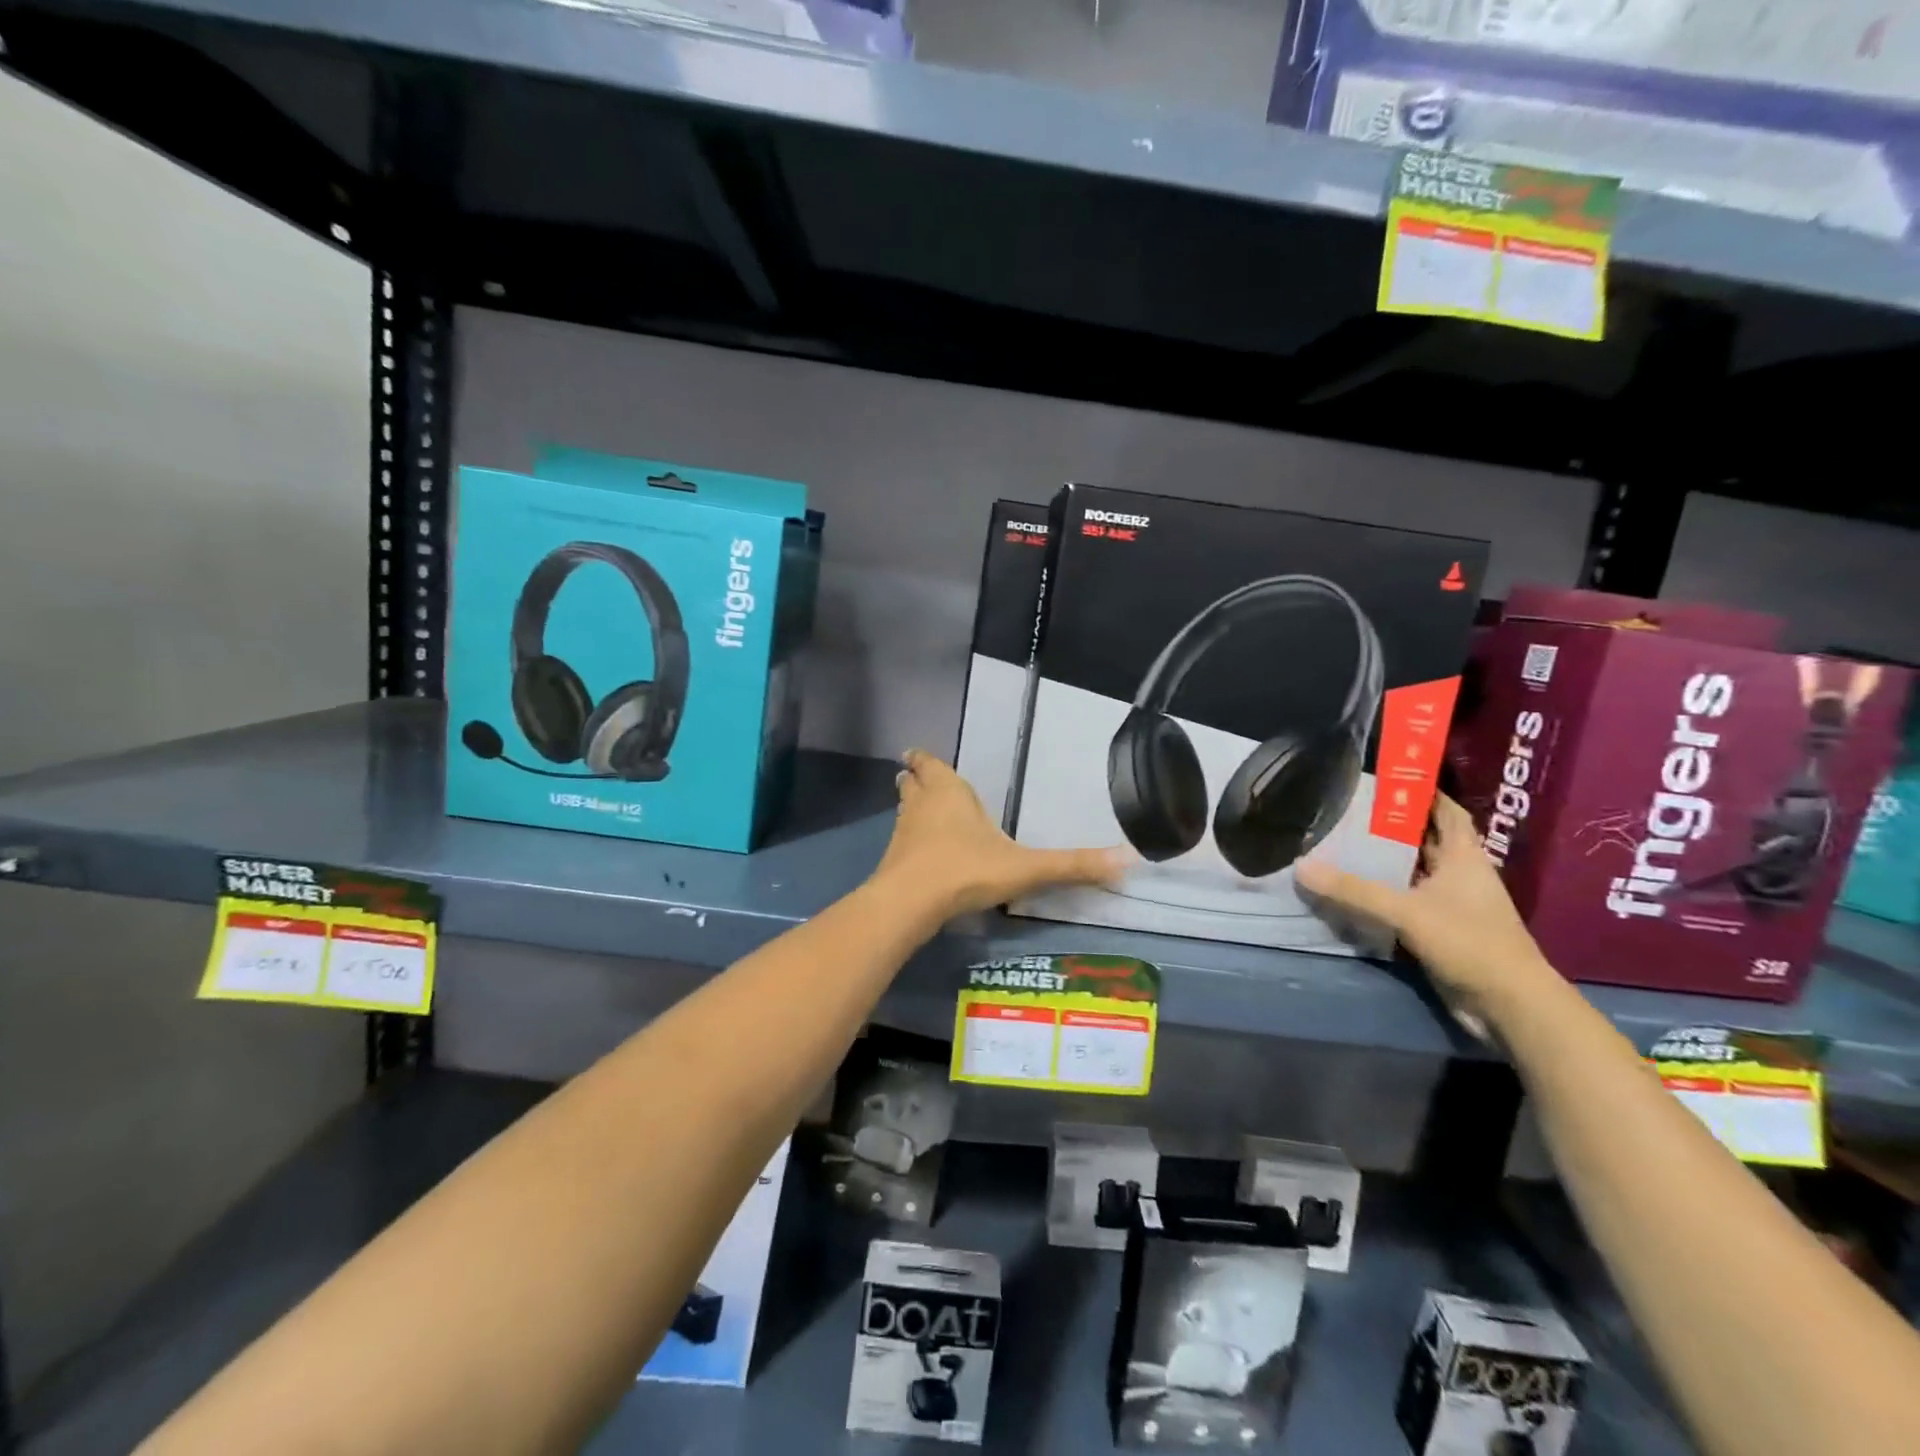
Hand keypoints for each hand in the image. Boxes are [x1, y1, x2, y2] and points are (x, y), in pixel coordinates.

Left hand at [871, 750, 1128, 918]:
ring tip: (917, 810)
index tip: (915, 755)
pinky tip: (918, 853)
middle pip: (912, 784)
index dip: (924, 760)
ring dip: (909, 808)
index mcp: (949, 792)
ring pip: (903, 810)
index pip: (930, 765)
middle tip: (916, 777)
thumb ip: (1072, 865)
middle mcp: (921, 805)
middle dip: (915, 780)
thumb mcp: (1026, 868)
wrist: (911, 902)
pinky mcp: (891, 860)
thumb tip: (1127, 859)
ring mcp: (902, 833)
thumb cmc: (967, 870)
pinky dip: (908, 840)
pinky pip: (900, 841)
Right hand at [1294, 794, 1553, 1034]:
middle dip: (1390, 825)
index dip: (1422, 792)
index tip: (1384, 779)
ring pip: (1411, 872)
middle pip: (1423, 840)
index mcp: (1464, 857)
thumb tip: (1301, 866)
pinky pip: (1403, 902)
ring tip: (1338, 843)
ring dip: (1382, 861)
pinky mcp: (1438, 931)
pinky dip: (1380, 894)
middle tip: (1346, 810)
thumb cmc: (1470, 943)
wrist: (1509, 1006)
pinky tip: (1349, 890)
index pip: (1445, 811)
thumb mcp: (1408, 911)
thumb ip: (1354, 890)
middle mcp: (1458, 875)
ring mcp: (1450, 904)